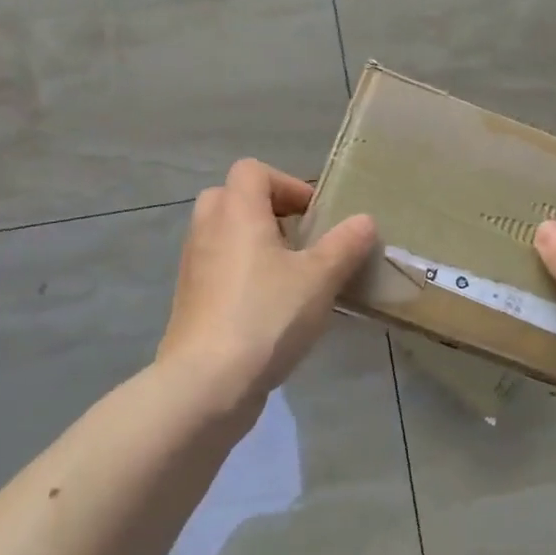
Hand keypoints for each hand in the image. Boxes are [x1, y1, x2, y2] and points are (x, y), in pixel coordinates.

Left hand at [156, 158, 377, 415]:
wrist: (206, 383)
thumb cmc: (266, 315)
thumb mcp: (319, 278)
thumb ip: (345, 245)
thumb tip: (364, 220)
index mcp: (236, 212)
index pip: (252, 170)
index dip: (287, 184)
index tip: (314, 216)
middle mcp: (208, 229)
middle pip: (233, 198)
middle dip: (268, 212)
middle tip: (299, 240)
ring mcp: (194, 266)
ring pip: (224, 235)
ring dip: (256, 244)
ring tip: (291, 276)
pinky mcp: (190, 300)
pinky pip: (218, 268)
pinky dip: (242, 274)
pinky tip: (271, 308)